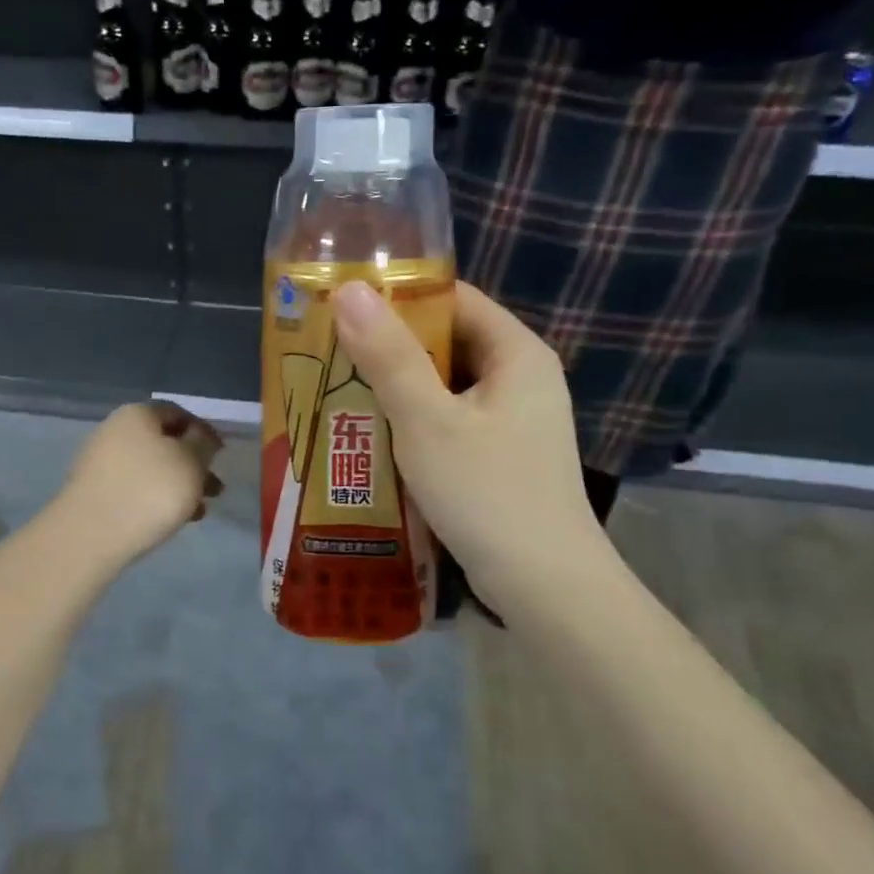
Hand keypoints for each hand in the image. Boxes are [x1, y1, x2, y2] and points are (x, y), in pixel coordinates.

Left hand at [55, 401, 223, 566]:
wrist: (90, 535)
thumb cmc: (149, 491)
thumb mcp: (192, 462)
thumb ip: (203, 444)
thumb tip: (201, 436)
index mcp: (138, 413)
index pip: (178, 413)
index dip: (204, 432)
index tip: (222, 457)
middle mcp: (115, 430)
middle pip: (164, 442)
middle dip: (193, 465)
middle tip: (215, 490)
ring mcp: (101, 462)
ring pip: (151, 468)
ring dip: (178, 485)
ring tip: (198, 511)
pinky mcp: (94, 492)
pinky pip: (134, 488)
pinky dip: (155, 499)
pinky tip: (170, 520)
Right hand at [332, 280, 613, 609]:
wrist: (543, 584)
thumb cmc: (486, 492)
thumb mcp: (427, 420)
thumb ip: (388, 355)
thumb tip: (349, 289)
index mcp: (516, 352)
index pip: (454, 299)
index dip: (399, 297)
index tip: (344, 307)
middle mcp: (521, 377)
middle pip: (447, 343)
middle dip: (389, 348)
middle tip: (330, 353)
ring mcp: (514, 420)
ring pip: (445, 386)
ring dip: (396, 389)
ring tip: (338, 391)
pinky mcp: (502, 455)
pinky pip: (450, 421)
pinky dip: (414, 422)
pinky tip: (373, 436)